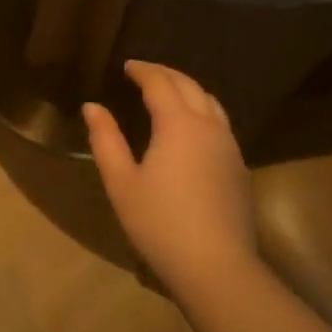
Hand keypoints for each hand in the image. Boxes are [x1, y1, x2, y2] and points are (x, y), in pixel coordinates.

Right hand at [83, 61, 258, 297]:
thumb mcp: (121, 182)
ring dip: (188, 89)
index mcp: (178, 124)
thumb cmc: (160, 223)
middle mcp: (208, 126)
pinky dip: (202, 110)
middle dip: (166, 73)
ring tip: (169, 92)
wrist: (216, 266)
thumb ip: (106, 140)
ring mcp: (229, 146)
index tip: (126, 65)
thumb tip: (92, 107)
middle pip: (189, 86)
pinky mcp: (239, 167)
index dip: (142, 70)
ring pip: (211, 102)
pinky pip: (220, 123)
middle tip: (144, 71)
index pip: (160, 83)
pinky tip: (191, 127)